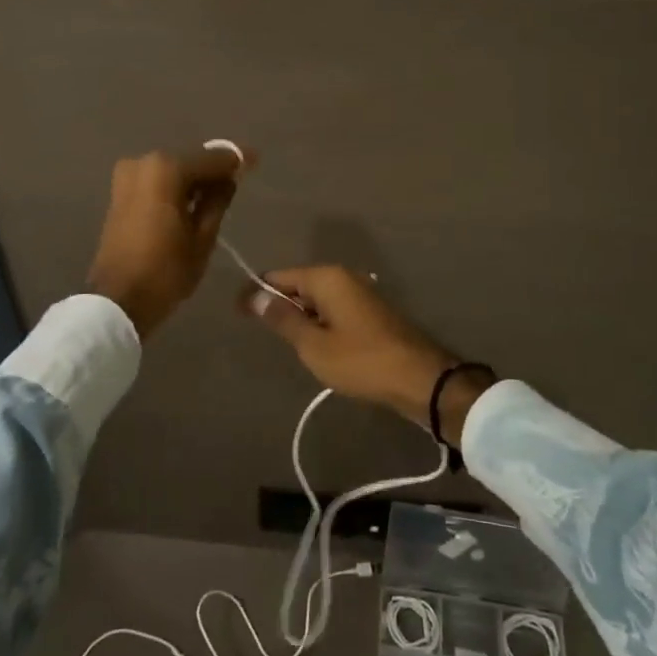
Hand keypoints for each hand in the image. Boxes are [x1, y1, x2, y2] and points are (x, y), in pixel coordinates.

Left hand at [86, 145, 251, 337]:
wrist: (117, 300)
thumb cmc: (166, 270)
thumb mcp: (203, 237)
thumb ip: (218, 200)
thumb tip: (230, 177)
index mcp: (167, 169)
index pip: (211, 159)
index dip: (236, 160)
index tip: (255, 160)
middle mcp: (144, 163)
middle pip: (189, 162)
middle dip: (213, 171)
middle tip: (237, 182)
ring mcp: (128, 177)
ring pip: (172, 172)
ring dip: (193, 182)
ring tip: (217, 198)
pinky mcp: (119, 193)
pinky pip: (156, 183)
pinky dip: (174, 189)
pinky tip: (191, 204)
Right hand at [242, 267, 493, 445]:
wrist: (419, 379)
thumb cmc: (361, 361)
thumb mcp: (313, 345)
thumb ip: (283, 319)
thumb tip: (255, 297)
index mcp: (326, 278)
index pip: (279, 276)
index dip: (256, 292)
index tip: (236, 310)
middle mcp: (343, 277)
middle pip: (299, 285)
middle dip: (278, 304)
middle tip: (258, 330)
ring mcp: (360, 294)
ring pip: (317, 299)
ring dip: (300, 316)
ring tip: (285, 342)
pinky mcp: (370, 312)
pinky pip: (333, 310)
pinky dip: (319, 323)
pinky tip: (315, 346)